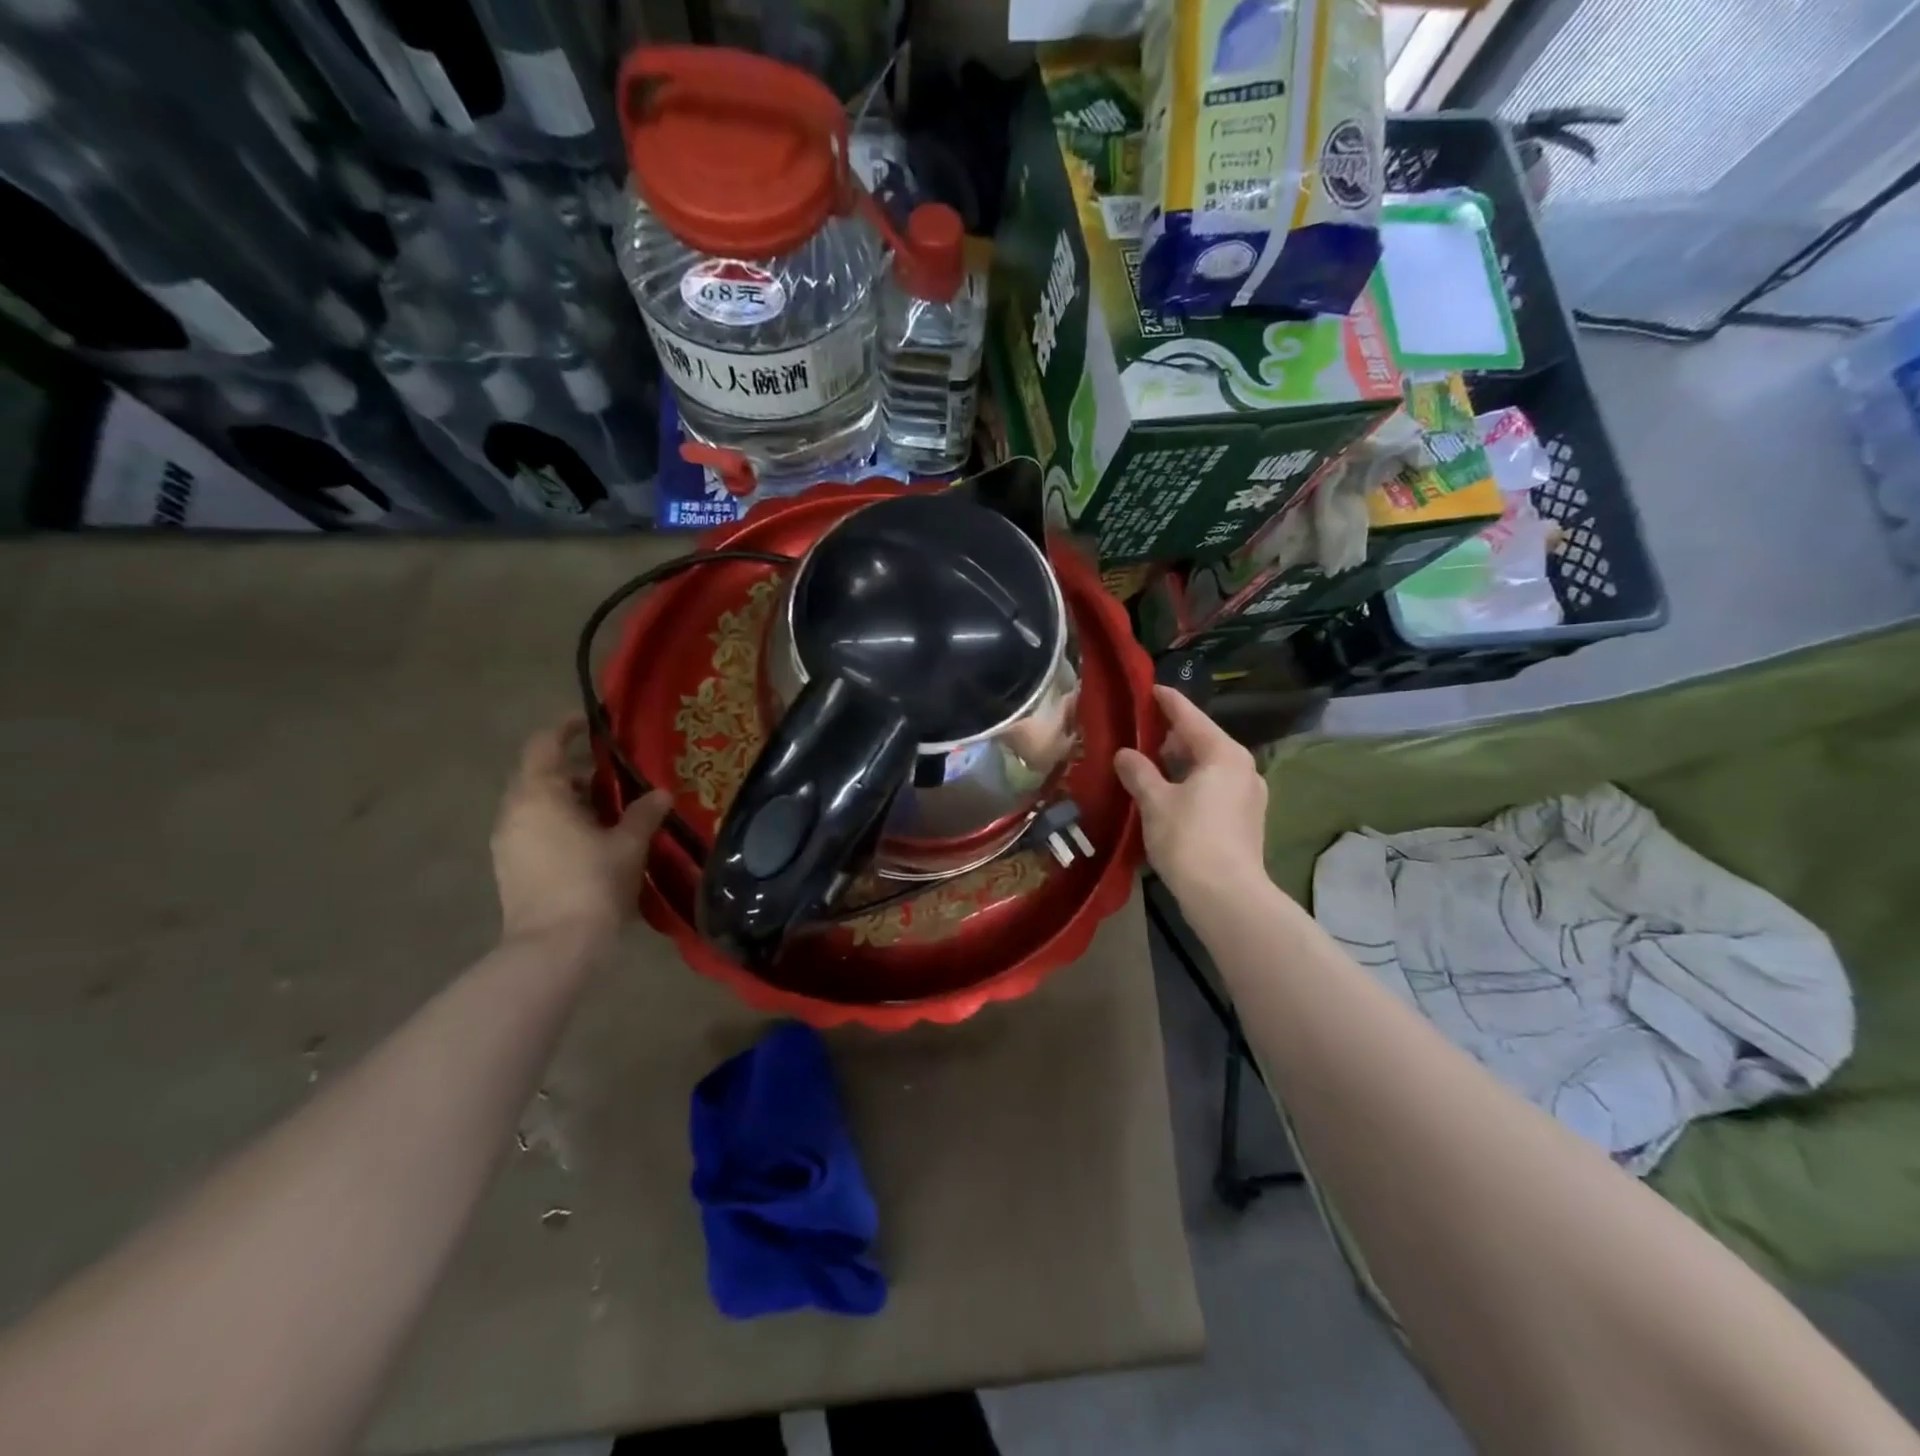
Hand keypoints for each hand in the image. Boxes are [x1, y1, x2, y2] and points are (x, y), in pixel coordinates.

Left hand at [491, 720, 672, 946]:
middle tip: (613, 771)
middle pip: (539, 774)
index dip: (566, 727)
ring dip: (568, 798)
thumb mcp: (628, 844)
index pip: (544, 744)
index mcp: (538, 795)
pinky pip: (534, 828)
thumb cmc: (592, 883)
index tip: (592, 722)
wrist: (554, 947)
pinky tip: (592, 838)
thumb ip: (644, 813)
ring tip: (608, 807)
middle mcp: (514, 812)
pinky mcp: (510, 867)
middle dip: (574, 768)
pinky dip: (559, 822)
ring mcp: (507, 842)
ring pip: (536, 804)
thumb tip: (660, 794)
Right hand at [1114, 686, 1268, 902]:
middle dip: (1168, 737)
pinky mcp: (1246, 820)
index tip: (1149, 688)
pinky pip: (1213, 788)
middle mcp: (1242, 767)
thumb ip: (1138, 771)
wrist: (1226, 897)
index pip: (1189, 716)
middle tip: (1136, 736)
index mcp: (1223, 754)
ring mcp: (1248, 795)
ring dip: (1178, 765)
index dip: (1166, 701)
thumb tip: (1124, 754)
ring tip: (1146, 768)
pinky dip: (1190, 785)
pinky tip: (1167, 796)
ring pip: (1207, 767)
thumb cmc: (1189, 839)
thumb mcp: (1154, 801)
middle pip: (1200, 741)